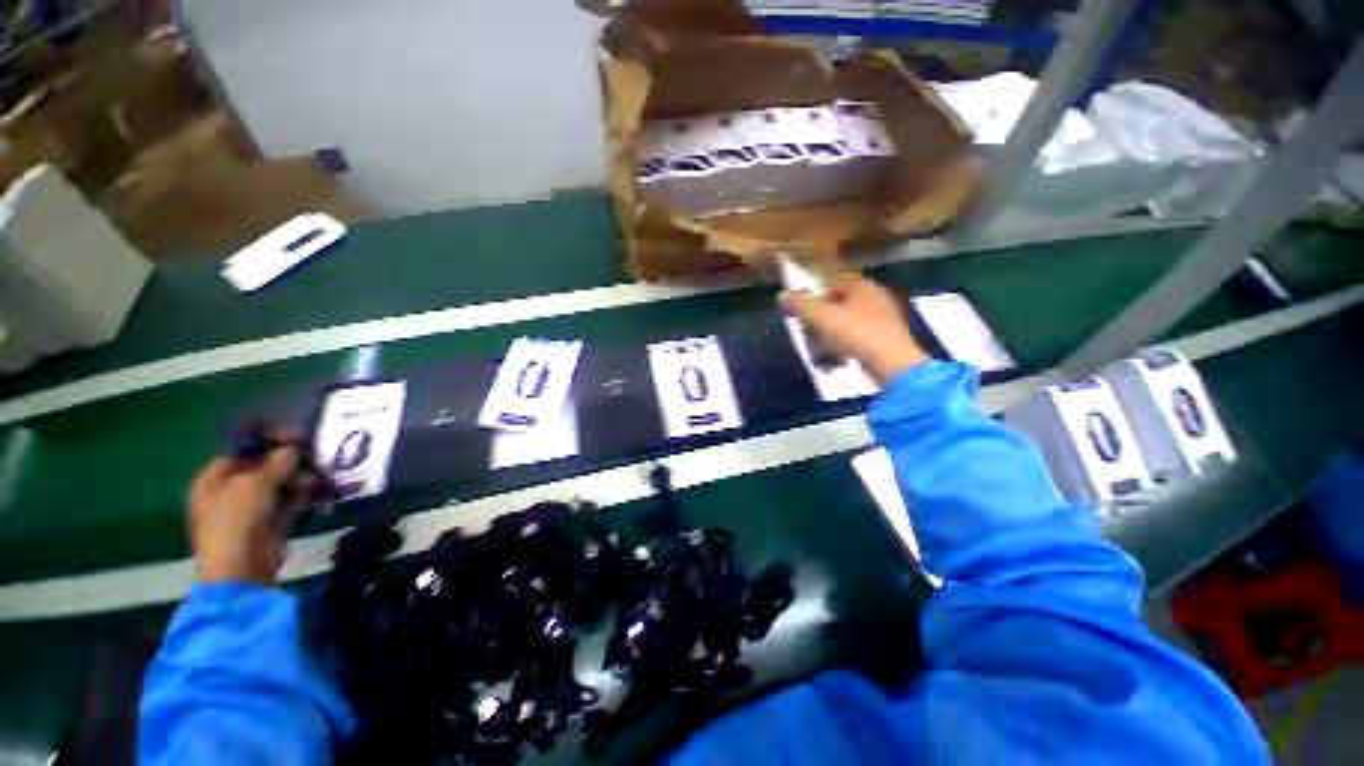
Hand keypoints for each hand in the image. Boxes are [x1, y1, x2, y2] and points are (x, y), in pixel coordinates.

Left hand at [187, 433, 311, 583]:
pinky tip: (317, 487)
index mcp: (214, 480)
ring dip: (297, 476)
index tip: (292, 437)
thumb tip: (292, 449)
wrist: (242, 566)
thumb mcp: (256, 483)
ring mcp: (251, 509)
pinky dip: (302, 493)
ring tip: (317, 472)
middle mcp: (230, 492)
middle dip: (286, 460)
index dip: (265, 442)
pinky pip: (288, 501)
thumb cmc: (237, 518)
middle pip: (262, 467)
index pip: (240, 452)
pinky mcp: (271, 522)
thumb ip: (277, 462)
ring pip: (278, 484)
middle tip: (310, 453)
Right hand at [780, 277, 929, 383]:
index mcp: (863, 287)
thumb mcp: (822, 317)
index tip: (805, 319)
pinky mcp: (888, 340)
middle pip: (839, 308)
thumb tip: (781, 295)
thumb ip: (800, 305)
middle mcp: (876, 298)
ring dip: (832, 339)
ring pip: (848, 326)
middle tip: (812, 337)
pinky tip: (839, 360)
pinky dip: (847, 348)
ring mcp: (885, 320)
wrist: (892, 363)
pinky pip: (859, 340)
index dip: (815, 303)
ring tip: (823, 353)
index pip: (831, 288)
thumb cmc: (855, 333)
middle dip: (822, 323)